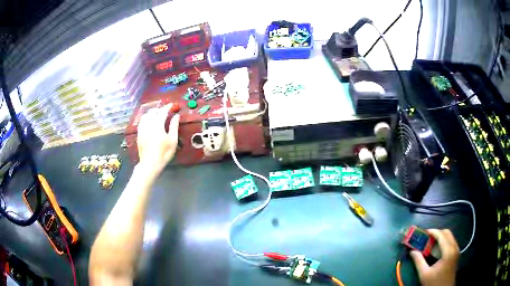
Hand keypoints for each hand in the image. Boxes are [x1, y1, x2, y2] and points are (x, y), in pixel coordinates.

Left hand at [137, 104, 179, 174]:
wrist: (150, 164)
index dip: (168, 107)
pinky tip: (149, 122)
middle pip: (153, 111)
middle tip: (166, 111)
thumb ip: (174, 126)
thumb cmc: (163, 153)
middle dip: (160, 109)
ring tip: (157, 115)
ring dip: (152, 112)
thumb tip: (176, 116)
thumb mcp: (173, 140)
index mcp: (158, 124)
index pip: (163, 111)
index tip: (172, 105)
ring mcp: (142, 129)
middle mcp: (149, 124)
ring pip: (146, 115)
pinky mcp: (139, 134)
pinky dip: (146, 118)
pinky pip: (141, 121)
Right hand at [410, 229, 459, 285]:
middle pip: (447, 233)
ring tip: (430, 243)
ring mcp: (456, 250)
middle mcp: (455, 247)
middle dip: (437, 233)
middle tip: (426, 237)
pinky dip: (444, 242)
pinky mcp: (456, 254)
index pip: (441, 235)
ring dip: (440, 237)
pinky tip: (437, 249)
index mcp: (448, 251)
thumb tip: (412, 251)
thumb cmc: (434, 283)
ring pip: (450, 237)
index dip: (433, 232)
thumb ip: (419, 261)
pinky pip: (451, 242)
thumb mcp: (424, 274)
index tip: (423, 232)